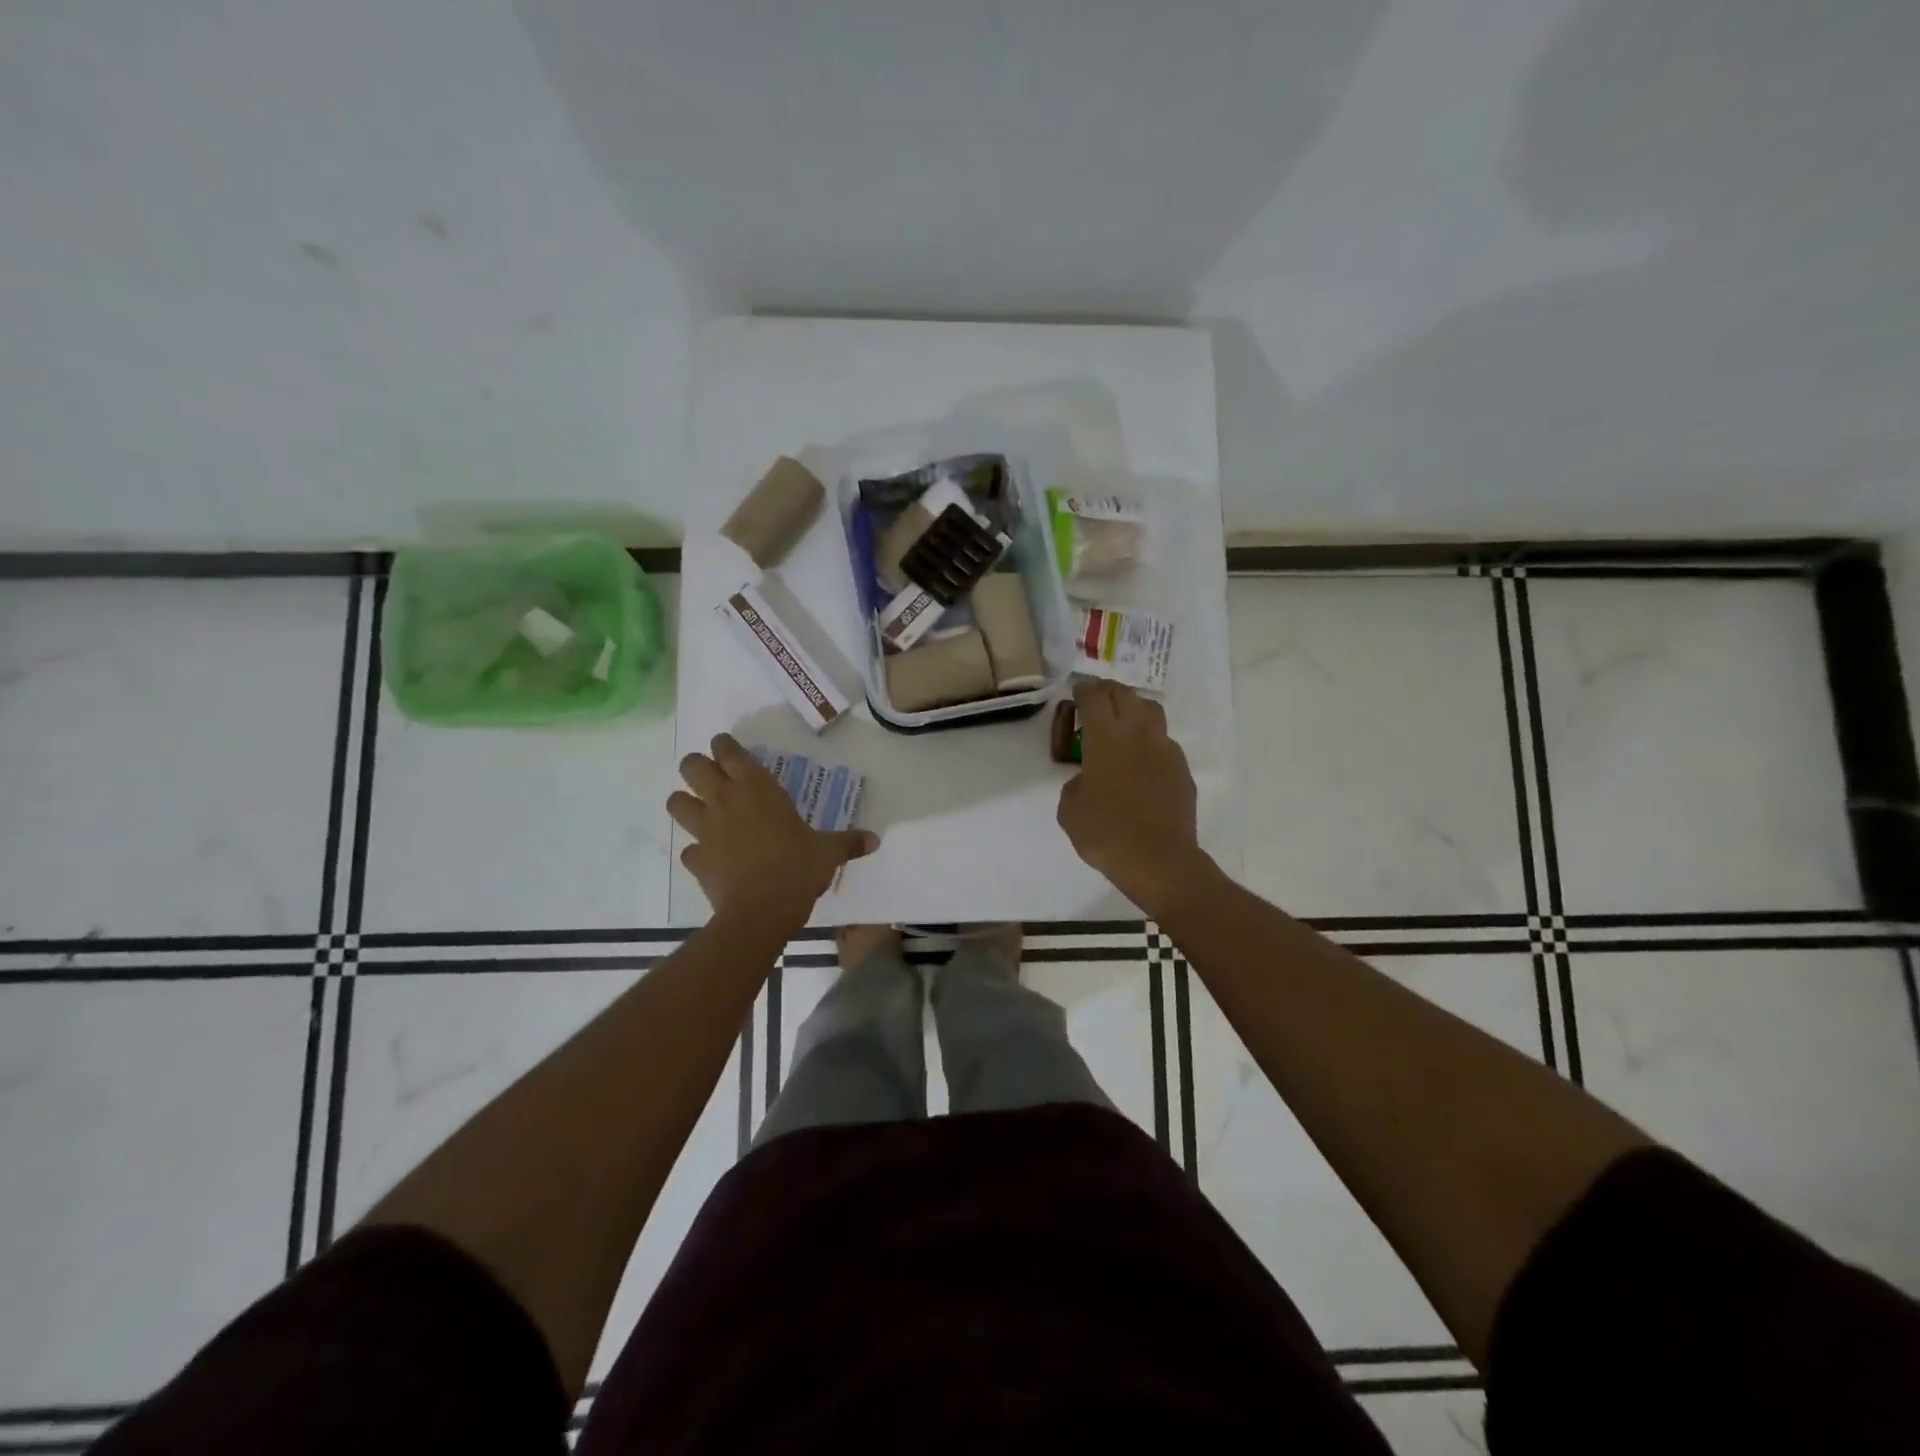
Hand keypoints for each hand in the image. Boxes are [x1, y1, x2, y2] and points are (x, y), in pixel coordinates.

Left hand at [668, 735, 877, 921]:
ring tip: (702, 811)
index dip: (724, 745)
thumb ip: (848, 842)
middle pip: (691, 766)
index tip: (728, 748)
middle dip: (697, 767)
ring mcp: (704, 830)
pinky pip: (687, 849)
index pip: (727, 750)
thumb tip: (875, 840)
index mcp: (756, 788)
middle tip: (713, 777)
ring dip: (685, 803)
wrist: (761, 912)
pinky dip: (697, 850)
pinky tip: (712, 857)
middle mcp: (724, 801)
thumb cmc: (796, 868)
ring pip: (675, 802)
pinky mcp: (695, 860)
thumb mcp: (828, 852)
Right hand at [1056, 680, 1209, 913]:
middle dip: (1108, 692)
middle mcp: (1138, 734)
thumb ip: (1074, 784)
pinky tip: (1142, 760)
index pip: (1095, 697)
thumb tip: (1086, 780)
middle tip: (1096, 701)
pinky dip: (1150, 740)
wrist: (1159, 861)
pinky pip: (1164, 741)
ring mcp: (1165, 749)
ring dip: (1133, 708)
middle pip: (1125, 694)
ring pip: (1151, 710)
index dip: (1084, 689)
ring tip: (1122, 722)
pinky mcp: (1182, 769)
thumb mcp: (1070, 810)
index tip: (1077, 692)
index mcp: (1106, 738)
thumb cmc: (1106, 834)